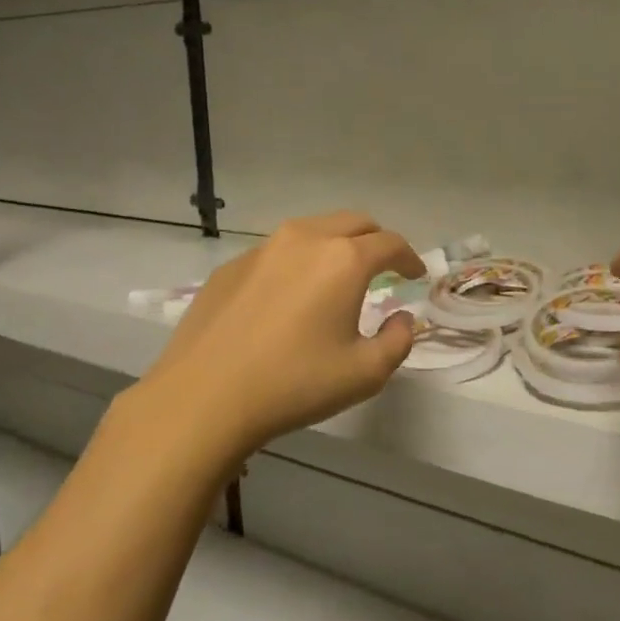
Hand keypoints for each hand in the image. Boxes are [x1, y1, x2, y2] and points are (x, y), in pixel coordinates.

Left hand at [116, 212, 423, 469]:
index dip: (410, 257)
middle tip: (384, 267)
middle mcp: (306, 240)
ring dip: (336, 245)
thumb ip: (398, 340)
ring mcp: (263, 249)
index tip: (415, 275)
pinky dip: (298, 262)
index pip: (391, 243)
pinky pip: (277, 251)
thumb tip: (401, 317)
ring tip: (338, 276)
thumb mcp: (366, 373)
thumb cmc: (295, 384)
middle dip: (376, 240)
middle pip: (354, 222)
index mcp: (345, 260)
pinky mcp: (231, 267)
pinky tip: (290, 296)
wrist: (203, 398)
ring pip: (313, 230)